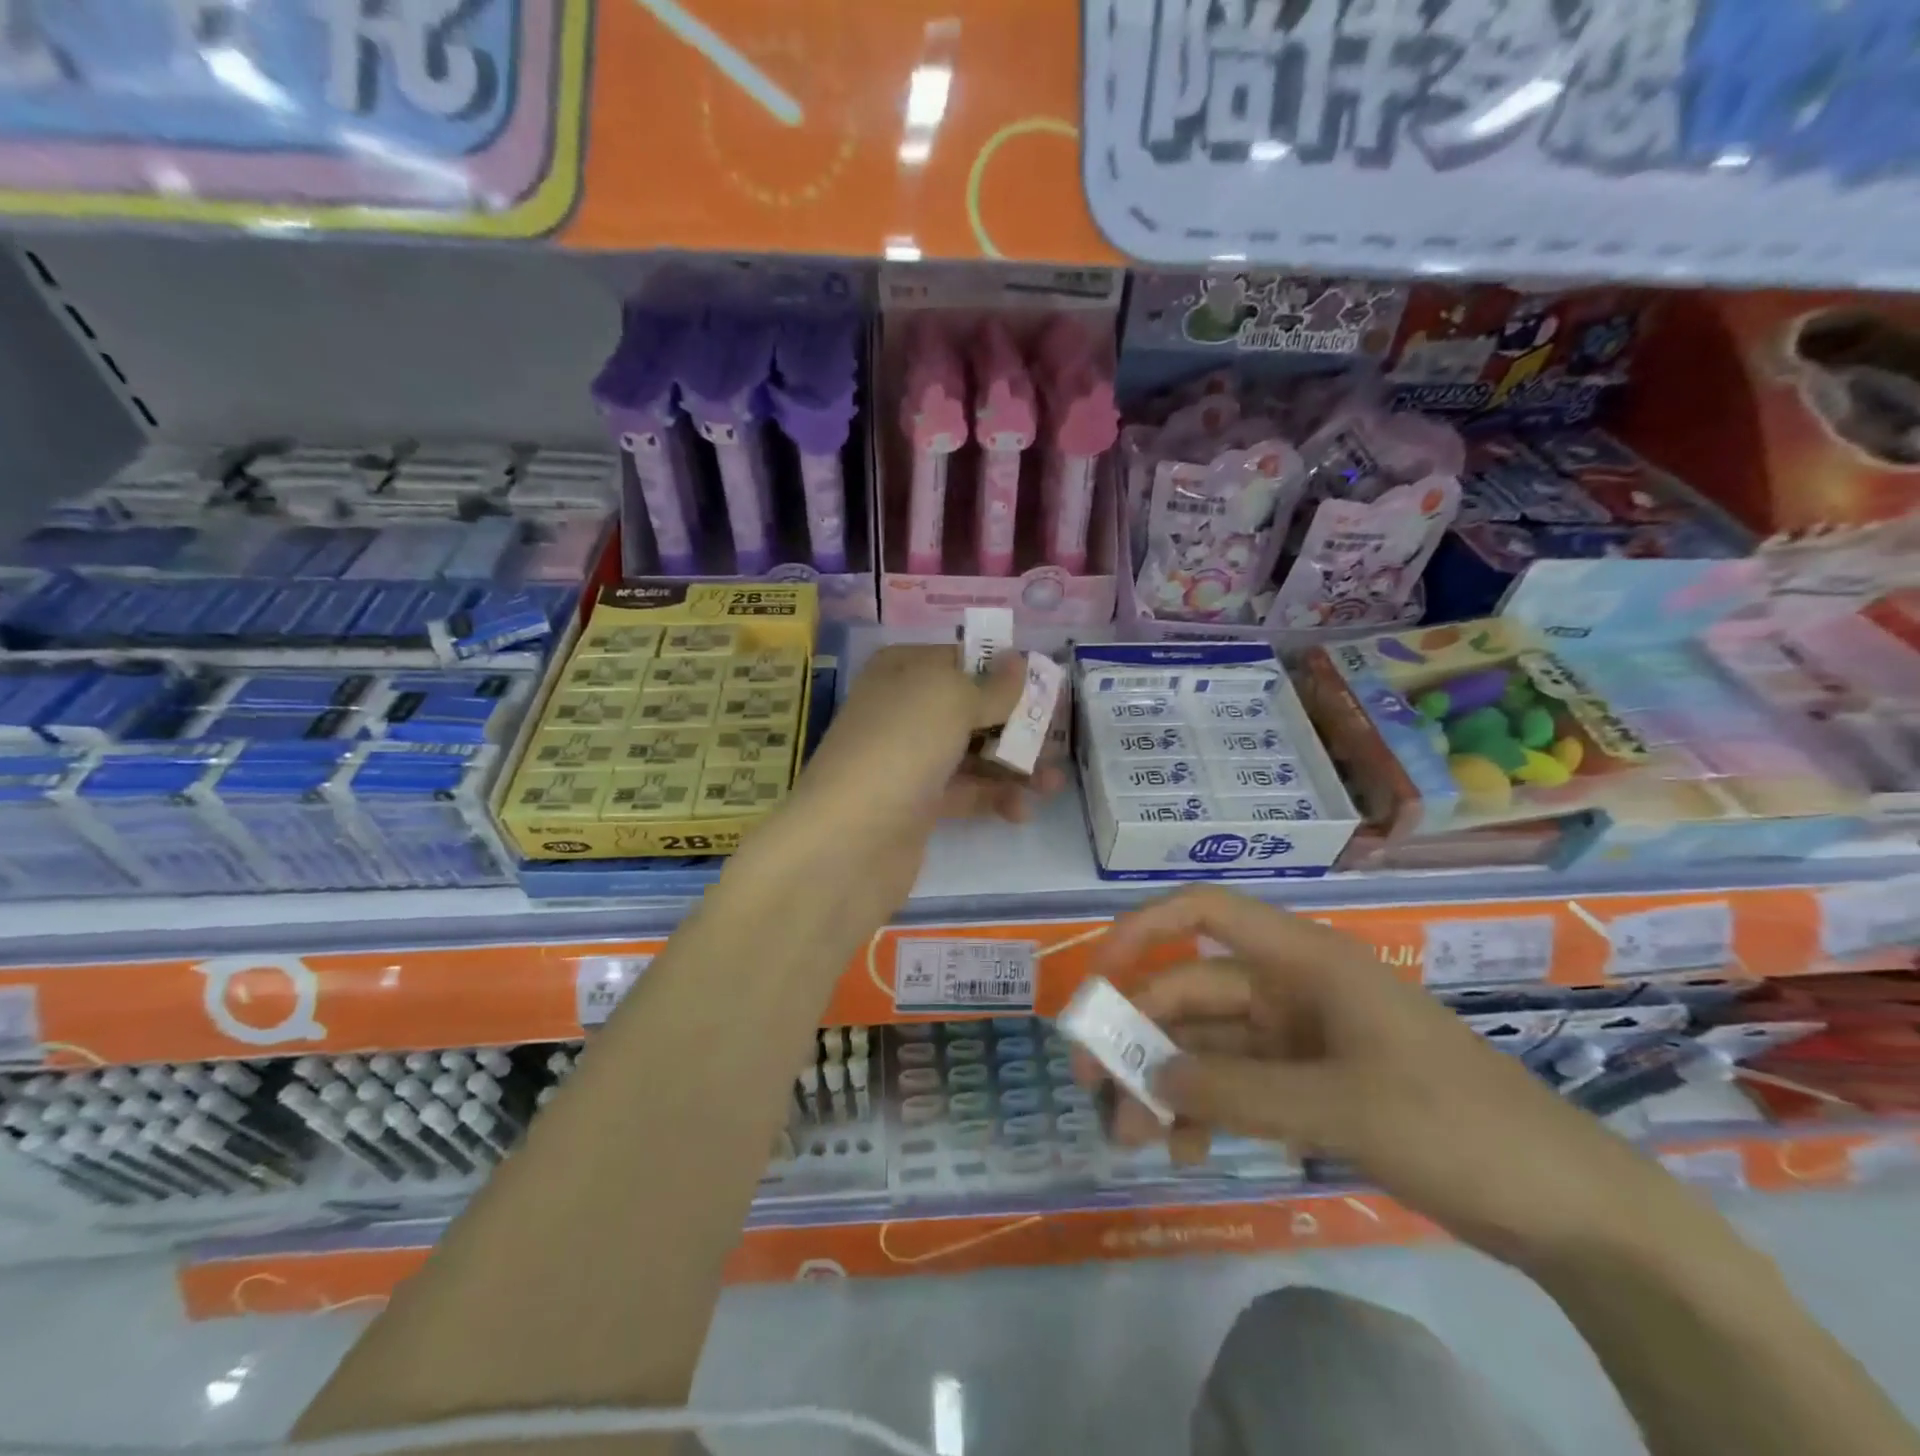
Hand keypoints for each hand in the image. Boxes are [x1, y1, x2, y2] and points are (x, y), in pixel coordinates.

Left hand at [783, 646, 1065, 905]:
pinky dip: (995, 797)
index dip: (1004, 670)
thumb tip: (1018, 661)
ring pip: (974, 752)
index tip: (1047, 687)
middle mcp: (904, 710)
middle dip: (1017, 722)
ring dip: (1015, 765)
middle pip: (972, 708)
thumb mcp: (951, 700)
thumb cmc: (901, 747)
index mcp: (903, 670)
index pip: (962, 659)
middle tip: (1059, 739)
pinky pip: (966, 791)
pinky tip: (1021, 811)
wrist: (848, 841)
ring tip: (1053, 784)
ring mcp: (909, 759)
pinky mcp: (917, 805)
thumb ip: (993, 686)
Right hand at [1081, 888, 1714, 1269]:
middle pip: (1194, 993)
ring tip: (1132, 1137)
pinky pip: (1237, 1085)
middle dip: (1143, 1037)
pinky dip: (1205, 1111)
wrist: (1566, 1208)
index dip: (1143, 930)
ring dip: (1166, 1083)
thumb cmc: (1455, 1125)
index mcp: (1303, 960)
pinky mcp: (1310, 1084)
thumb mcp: (1338, 1106)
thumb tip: (1145, 1078)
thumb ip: (1235, 1091)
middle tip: (1098, 1090)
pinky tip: (1184, 1150)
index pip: (1205, 913)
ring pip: (1209, 1046)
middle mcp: (1292, 987)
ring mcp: (1300, 1038)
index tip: (1098, 976)